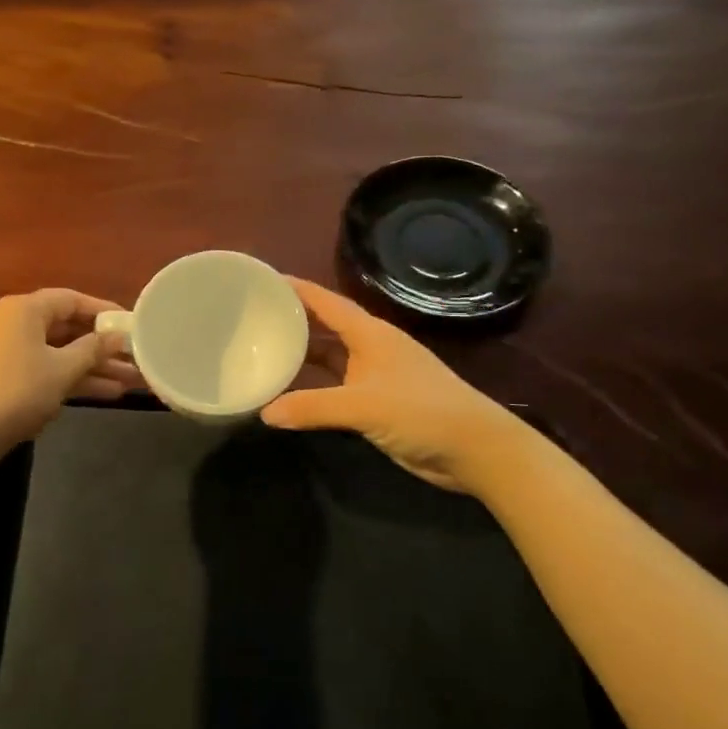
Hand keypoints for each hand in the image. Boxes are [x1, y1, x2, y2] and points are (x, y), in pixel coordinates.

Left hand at [0, 288, 138, 447]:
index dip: (104, 312)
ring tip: (130, 381)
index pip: (71, 299)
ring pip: (56, 351)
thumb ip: (94, 349)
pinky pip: (42, 366)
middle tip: (135, 357)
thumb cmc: (19, 392)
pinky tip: (104, 393)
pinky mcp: (0, 373)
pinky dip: (68, 376)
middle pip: (65, 327)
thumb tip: (118, 336)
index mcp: (23, 308)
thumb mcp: (63, 369)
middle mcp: (11, 320)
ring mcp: (3, 348)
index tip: (130, 324)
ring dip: (91, 366)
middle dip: (102, 346)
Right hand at [262, 278, 506, 490]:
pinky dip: (314, 385)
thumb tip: (264, 413)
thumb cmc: (421, 412)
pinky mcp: (377, 401)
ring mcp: (375, 374)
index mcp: (370, 334)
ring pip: (330, 356)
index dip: (296, 289)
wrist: (474, 448)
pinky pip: (336, 384)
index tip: (262, 280)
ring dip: (302, 354)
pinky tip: (290, 391)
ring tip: (263, 350)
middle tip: (253, 317)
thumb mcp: (362, 407)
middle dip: (293, 320)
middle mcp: (370, 347)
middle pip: (325, 325)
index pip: (326, 302)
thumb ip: (312, 407)